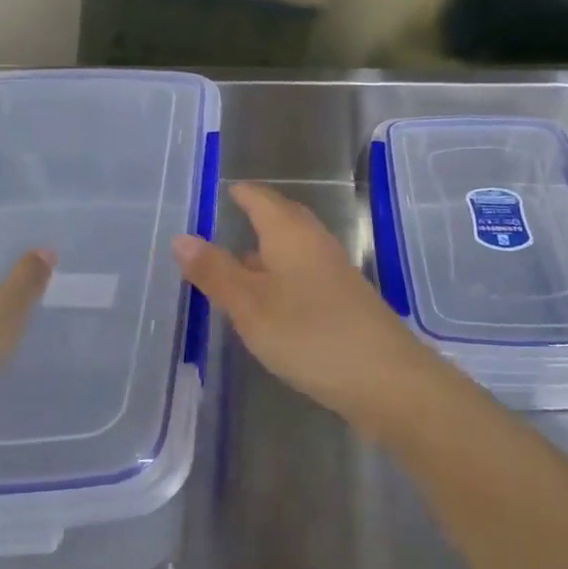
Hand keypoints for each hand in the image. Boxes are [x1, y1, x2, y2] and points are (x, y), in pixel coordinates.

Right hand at [172, 181, 429, 420]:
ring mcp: (334, 271)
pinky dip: (284, 274)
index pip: (261, 198)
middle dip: (259, 215)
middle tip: (232, 217)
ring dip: (270, 248)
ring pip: (296, 247)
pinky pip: (306, 273)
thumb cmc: (308, 333)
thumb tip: (182, 237)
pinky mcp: (344, 300)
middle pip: (284, 217)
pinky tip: (273, 299)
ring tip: (242, 258)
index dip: (242, 193)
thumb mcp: (249, 304)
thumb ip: (215, 271)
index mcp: (290, 233)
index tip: (223, 191)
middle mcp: (315, 242)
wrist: (385, 377)